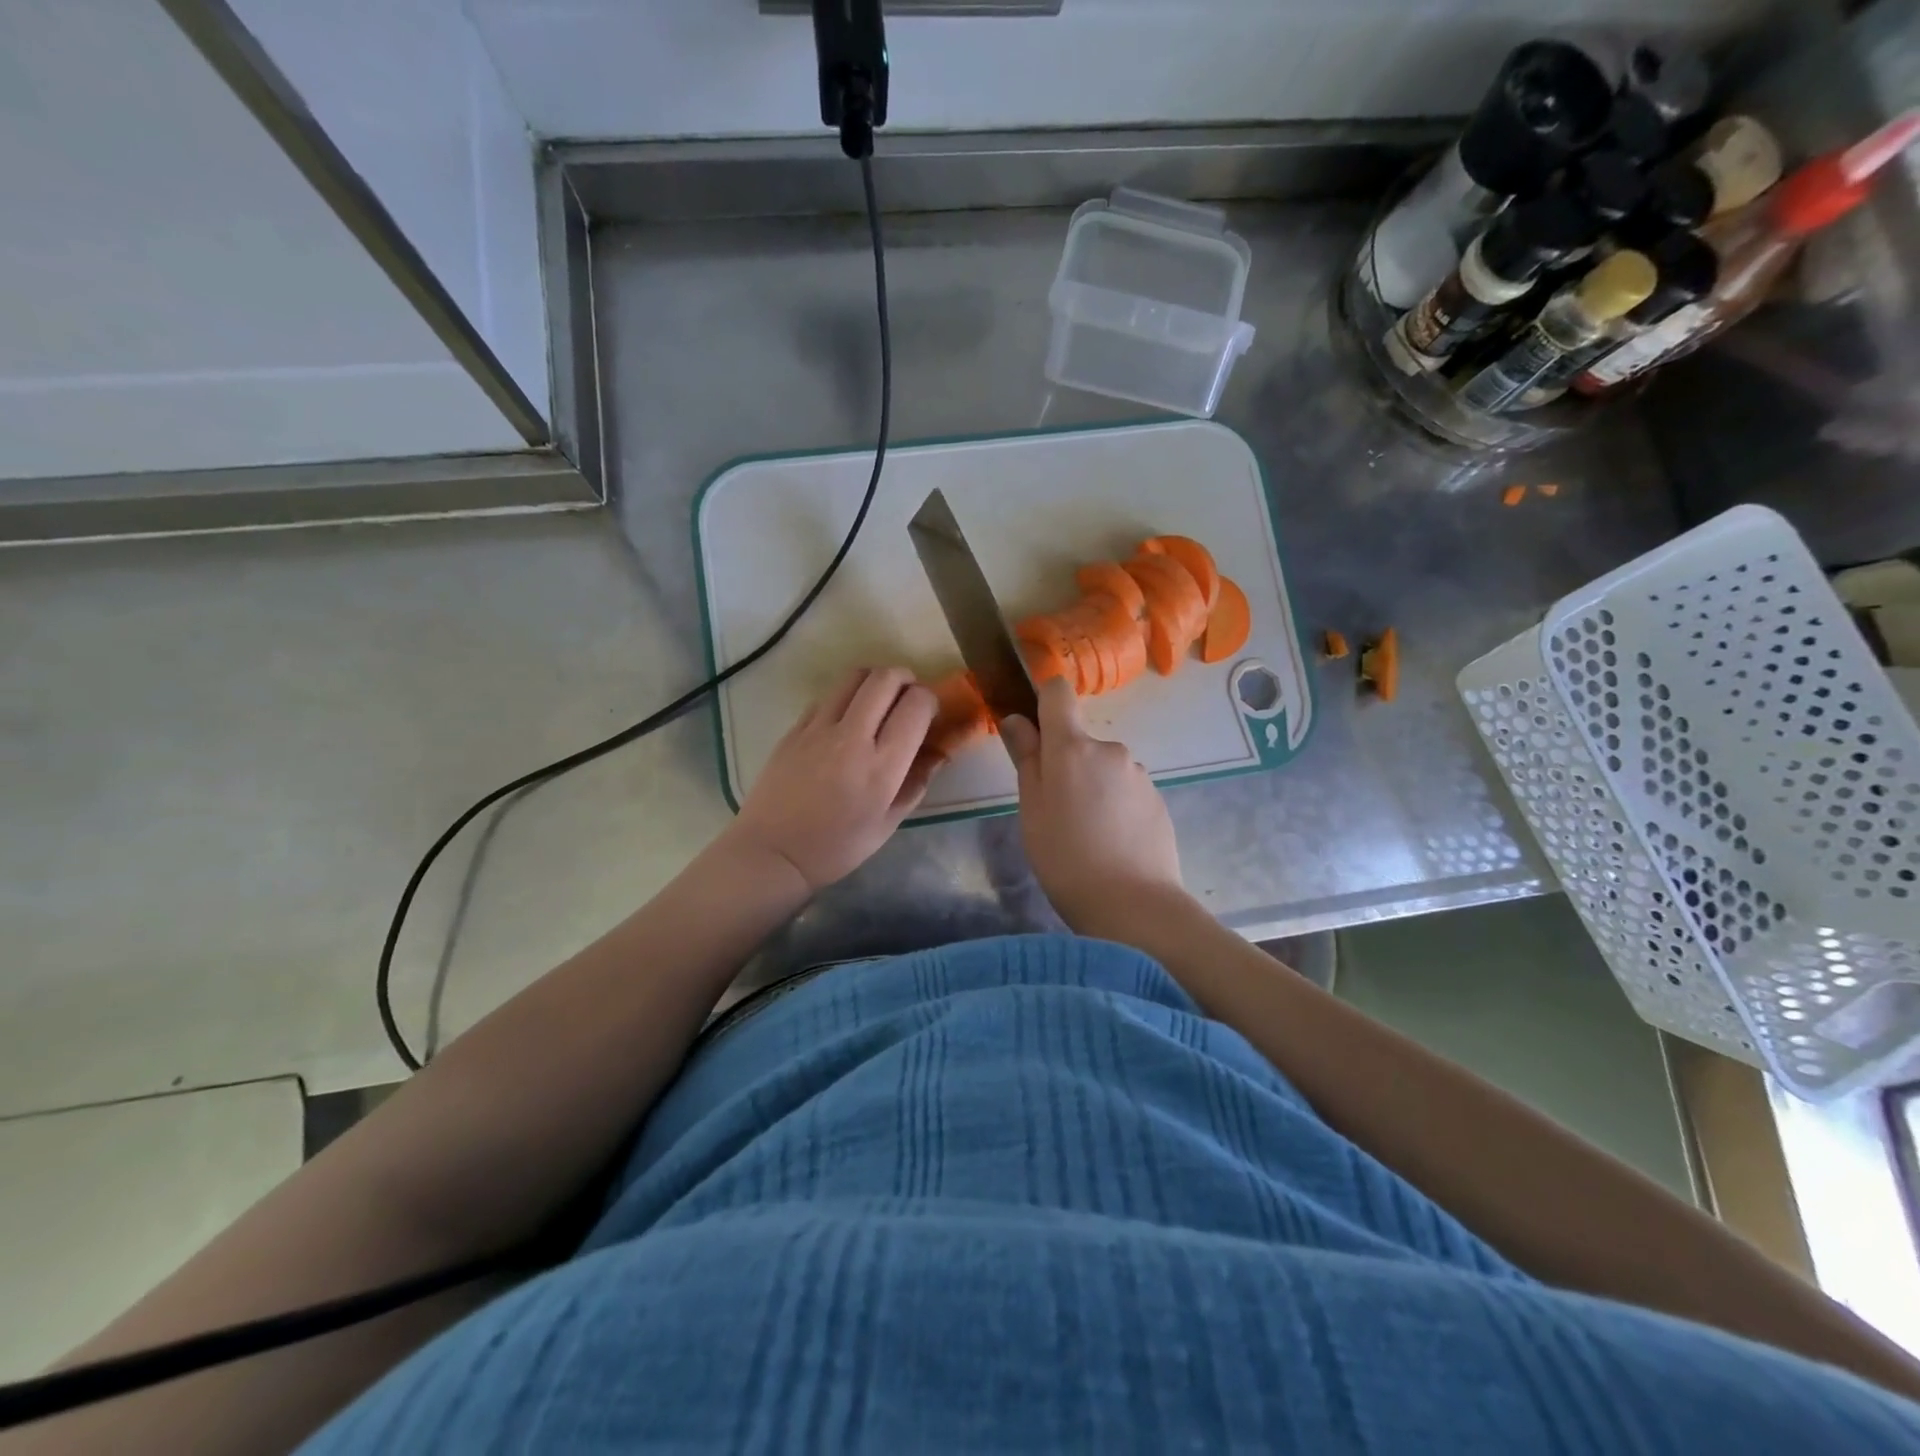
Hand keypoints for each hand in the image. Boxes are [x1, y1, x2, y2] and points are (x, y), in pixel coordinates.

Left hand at [727, 667, 938, 892]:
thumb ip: (916, 783)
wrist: (773, 853)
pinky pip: (827, 697)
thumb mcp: (888, 824)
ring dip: (874, 681)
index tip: (929, 714)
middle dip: (905, 679)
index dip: (930, 700)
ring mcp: (819, 728)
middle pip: (885, 678)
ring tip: (878, 701)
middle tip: (907, 698)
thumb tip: (938, 753)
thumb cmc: (837, 847)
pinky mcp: (795, 728)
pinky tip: (844, 721)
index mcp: (882, 766)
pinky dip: (845, 698)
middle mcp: (852, 737)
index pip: (916, 705)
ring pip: (854, 677)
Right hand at [1000, 675, 1184, 932]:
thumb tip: (1016, 719)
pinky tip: (1113, 844)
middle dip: (1067, 764)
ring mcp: (1139, 774)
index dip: (1043, 699)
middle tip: (1056, 813)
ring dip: (1093, 787)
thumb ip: (1026, 758)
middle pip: (1080, 741)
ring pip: (1104, 769)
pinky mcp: (1158, 800)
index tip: (1034, 727)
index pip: (1058, 692)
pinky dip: (1115, 807)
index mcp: (1072, 747)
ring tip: (1087, 835)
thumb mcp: (1032, 809)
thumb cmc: (1065, 857)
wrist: (1133, 905)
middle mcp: (1110, 749)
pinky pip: (1126, 792)